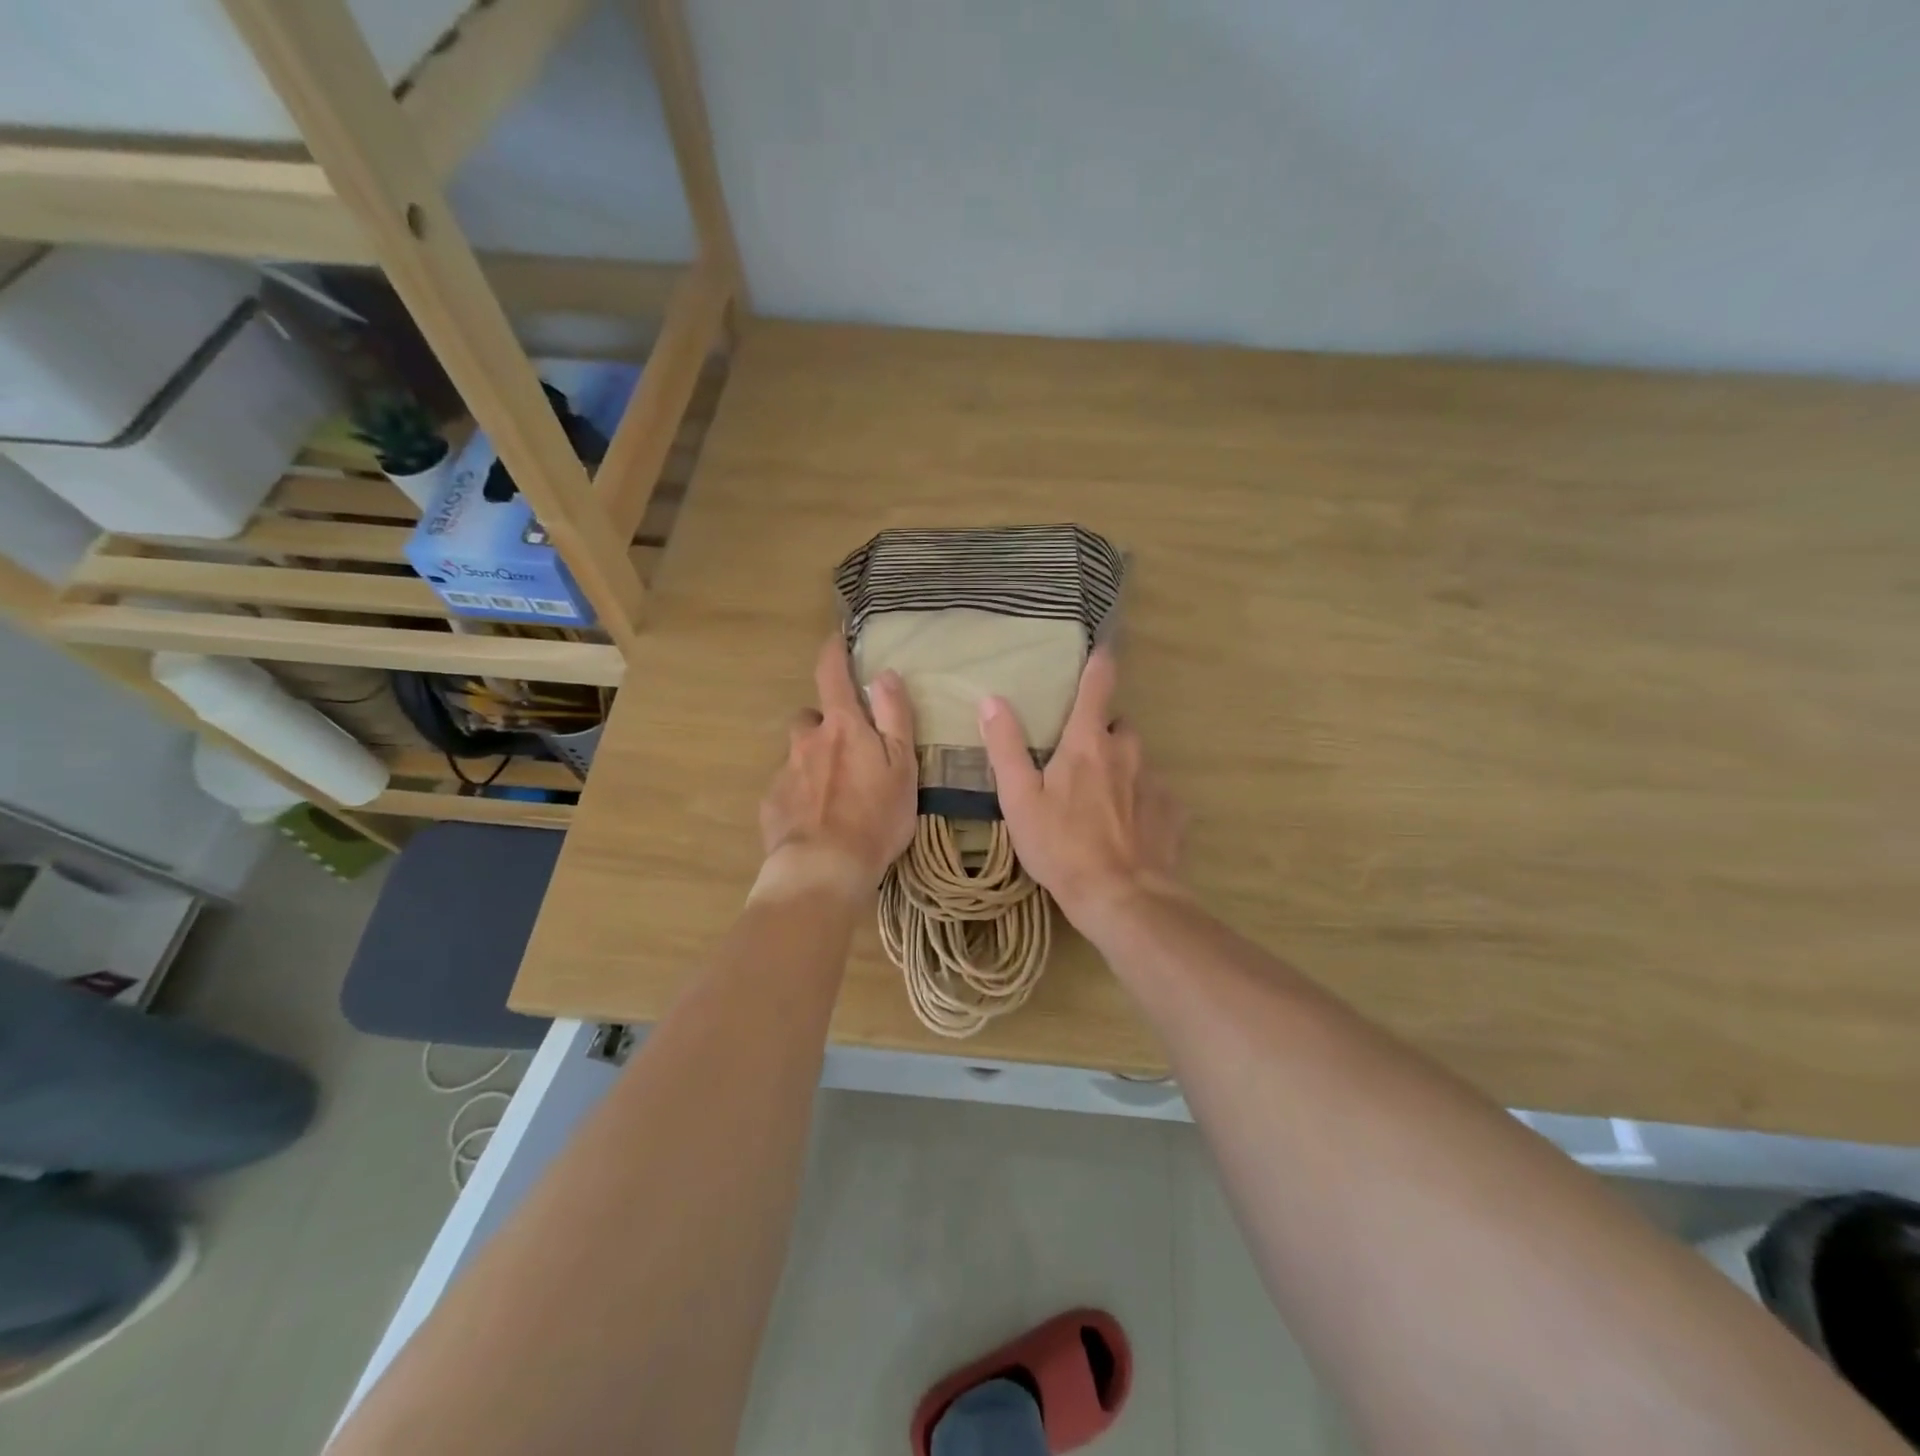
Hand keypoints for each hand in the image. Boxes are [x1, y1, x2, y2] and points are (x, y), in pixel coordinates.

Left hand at [758, 636, 917, 896]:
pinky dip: (801, 795)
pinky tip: (817, 820)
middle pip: (809, 718)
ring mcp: (785, 772)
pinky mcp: (771, 804)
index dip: (833, 652)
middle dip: (824, 724)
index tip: (836, 639)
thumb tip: (884, 673)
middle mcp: (806, 741)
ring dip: (812, 761)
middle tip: (847, 749)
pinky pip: (787, 788)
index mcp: (842, 727)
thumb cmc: (875, 816)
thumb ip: (895, 717)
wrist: (825, 869)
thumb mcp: (902, 765)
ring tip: (834, 792)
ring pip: (798, 755)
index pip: (831, 674)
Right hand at [977, 647, 1185, 929]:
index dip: (1099, 664)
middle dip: (1102, 735)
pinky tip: (1128, 829)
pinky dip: (1142, 802)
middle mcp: (1127, 752)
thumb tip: (992, 700)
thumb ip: (1005, 747)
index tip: (1103, 649)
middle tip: (1079, 763)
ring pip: (1137, 762)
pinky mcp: (1172, 813)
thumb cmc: (1062, 846)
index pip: (1097, 687)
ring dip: (1121, 770)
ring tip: (1101, 804)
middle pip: (1118, 727)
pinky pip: (1155, 796)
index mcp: (1088, 743)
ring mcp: (1155, 782)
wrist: (1122, 897)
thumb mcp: (1020, 799)